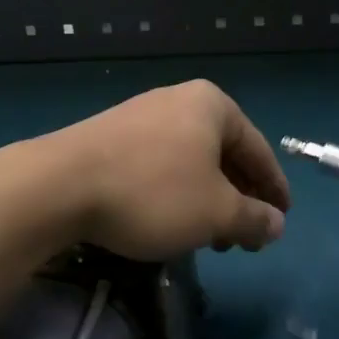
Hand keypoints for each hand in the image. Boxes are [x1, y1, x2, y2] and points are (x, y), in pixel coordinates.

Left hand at [41, 80, 290, 261]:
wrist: (57, 186)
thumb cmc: (153, 192)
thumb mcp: (216, 213)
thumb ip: (254, 219)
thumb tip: (276, 225)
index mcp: (213, 105)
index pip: (259, 150)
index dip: (274, 190)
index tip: (282, 220)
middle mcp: (179, 100)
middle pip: (224, 155)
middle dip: (238, 199)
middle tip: (244, 238)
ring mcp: (142, 115)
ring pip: (191, 163)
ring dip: (207, 201)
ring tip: (208, 238)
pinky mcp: (111, 136)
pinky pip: (161, 165)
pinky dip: (176, 194)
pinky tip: (169, 222)